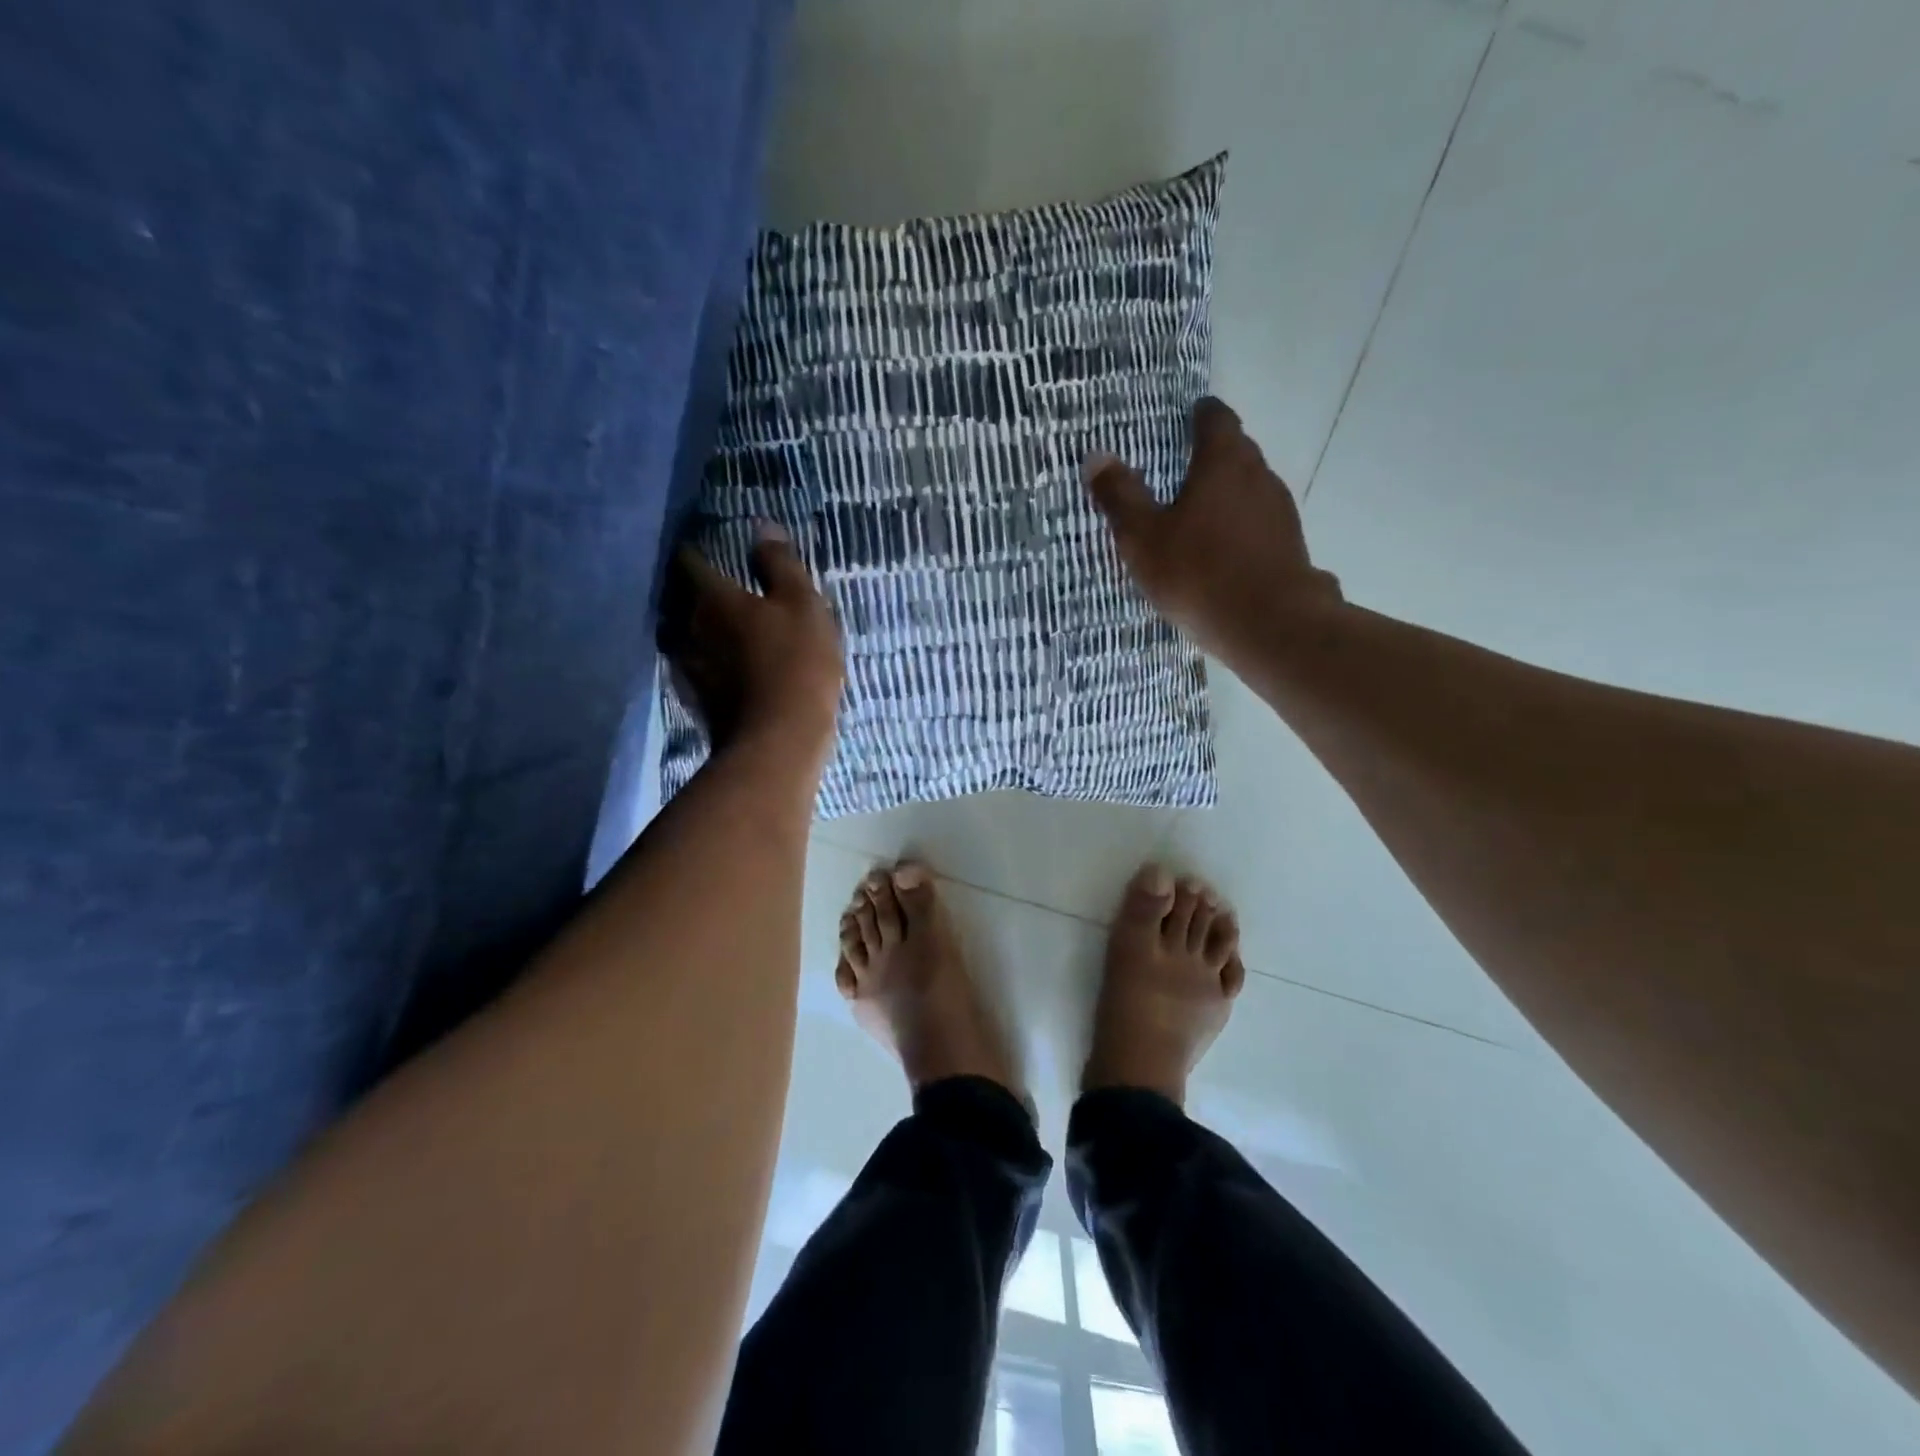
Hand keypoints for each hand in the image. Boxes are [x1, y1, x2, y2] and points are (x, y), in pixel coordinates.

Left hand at [663, 522, 844, 763]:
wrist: (779, 741)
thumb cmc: (796, 664)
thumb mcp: (802, 605)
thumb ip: (780, 564)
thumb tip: (761, 526)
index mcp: (713, 599)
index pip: (690, 562)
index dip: (695, 551)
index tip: (702, 545)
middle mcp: (690, 628)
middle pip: (680, 600)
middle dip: (691, 591)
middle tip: (712, 584)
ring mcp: (690, 668)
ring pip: (684, 637)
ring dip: (695, 629)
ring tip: (715, 625)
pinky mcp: (699, 700)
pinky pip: (697, 669)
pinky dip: (707, 662)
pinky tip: (722, 666)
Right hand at [1086, 397, 1344, 663]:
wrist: (1270, 625)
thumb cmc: (1198, 573)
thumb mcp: (1144, 538)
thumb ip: (1120, 496)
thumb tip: (1096, 456)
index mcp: (1223, 462)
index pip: (1216, 419)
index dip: (1200, 415)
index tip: (1186, 418)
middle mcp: (1258, 475)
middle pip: (1237, 451)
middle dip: (1212, 455)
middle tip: (1182, 467)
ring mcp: (1280, 511)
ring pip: (1251, 489)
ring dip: (1228, 493)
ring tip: (1199, 512)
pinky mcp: (1290, 545)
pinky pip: (1259, 523)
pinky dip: (1240, 526)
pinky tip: (1223, 551)